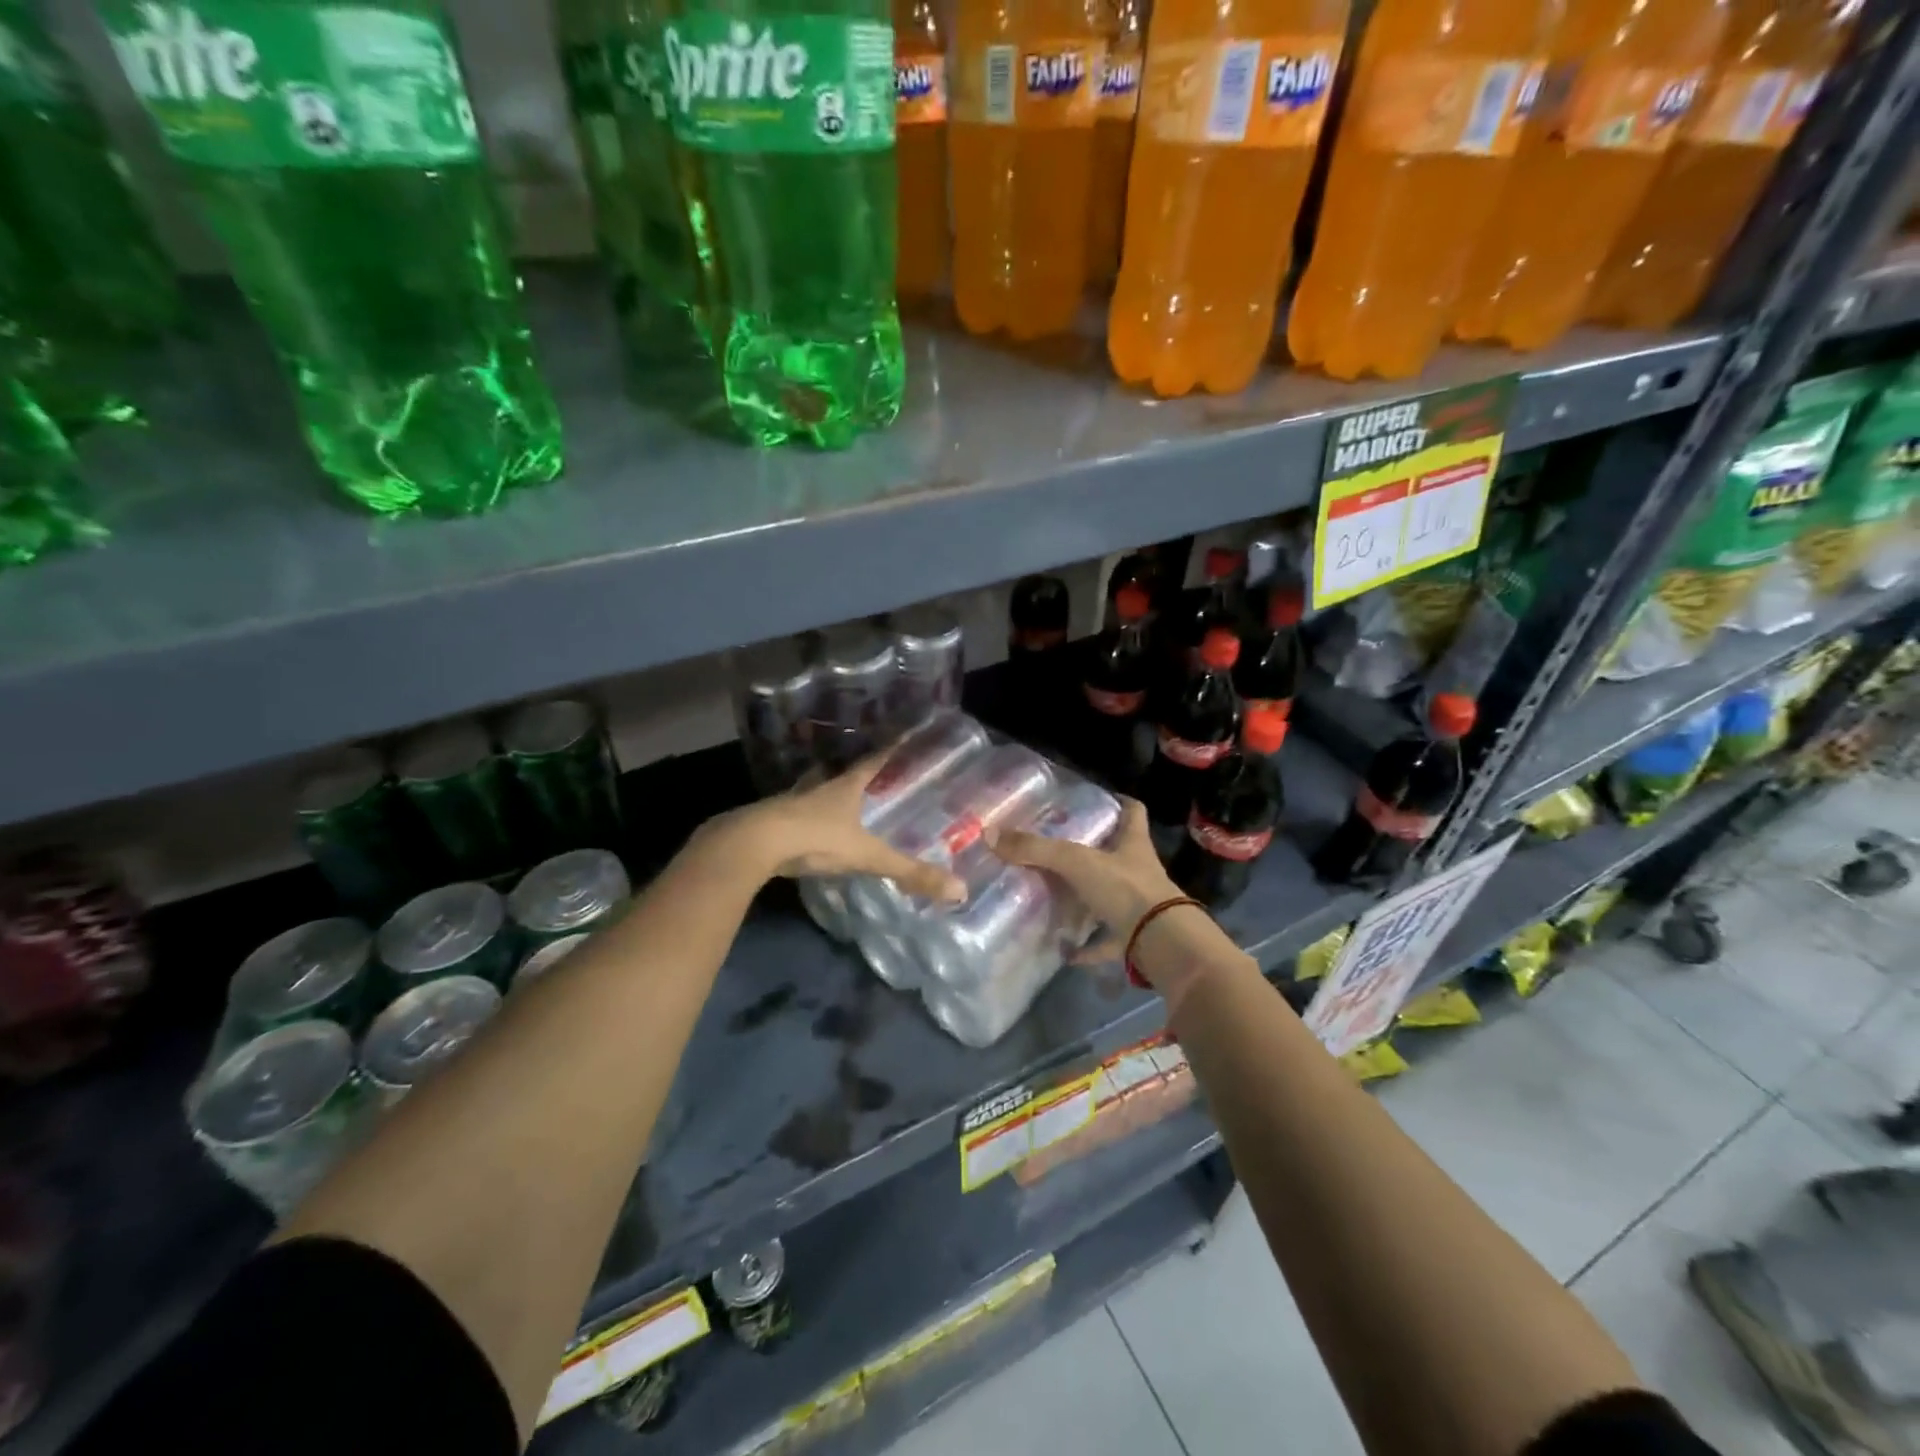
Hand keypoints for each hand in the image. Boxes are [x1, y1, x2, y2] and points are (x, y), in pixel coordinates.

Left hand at [717, 756, 966, 903]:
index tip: (902, 735)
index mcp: (843, 787)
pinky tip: (804, 826)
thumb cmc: (815, 838)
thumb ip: (908, 871)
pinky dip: (802, 816)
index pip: (872, 762)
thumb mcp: (867, 856)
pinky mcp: (771, 820)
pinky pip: (793, 813)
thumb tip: (958, 889)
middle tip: (867, 774)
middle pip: (839, 774)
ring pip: (812, 791)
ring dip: (823, 791)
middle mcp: (818, 788)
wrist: (753, 844)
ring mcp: (791, 802)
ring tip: (834, 797)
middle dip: (853, 773)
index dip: (889, 751)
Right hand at [989, 797, 1181, 961]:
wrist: (1161, 944)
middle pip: (1118, 854)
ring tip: (1054, 895)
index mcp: (1133, 844)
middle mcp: (1139, 871)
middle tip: (1059, 847)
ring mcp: (1139, 906)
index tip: (1101, 798)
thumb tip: (990, 834)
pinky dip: (1086, 946)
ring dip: (1087, 898)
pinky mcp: (1134, 937)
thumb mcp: (1076, 862)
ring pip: (1111, 896)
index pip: (1133, 812)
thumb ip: (1036, 849)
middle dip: (1093, 852)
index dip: (1119, 803)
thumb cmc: (1125, 889)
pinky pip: (1106, 940)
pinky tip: (1063, 950)